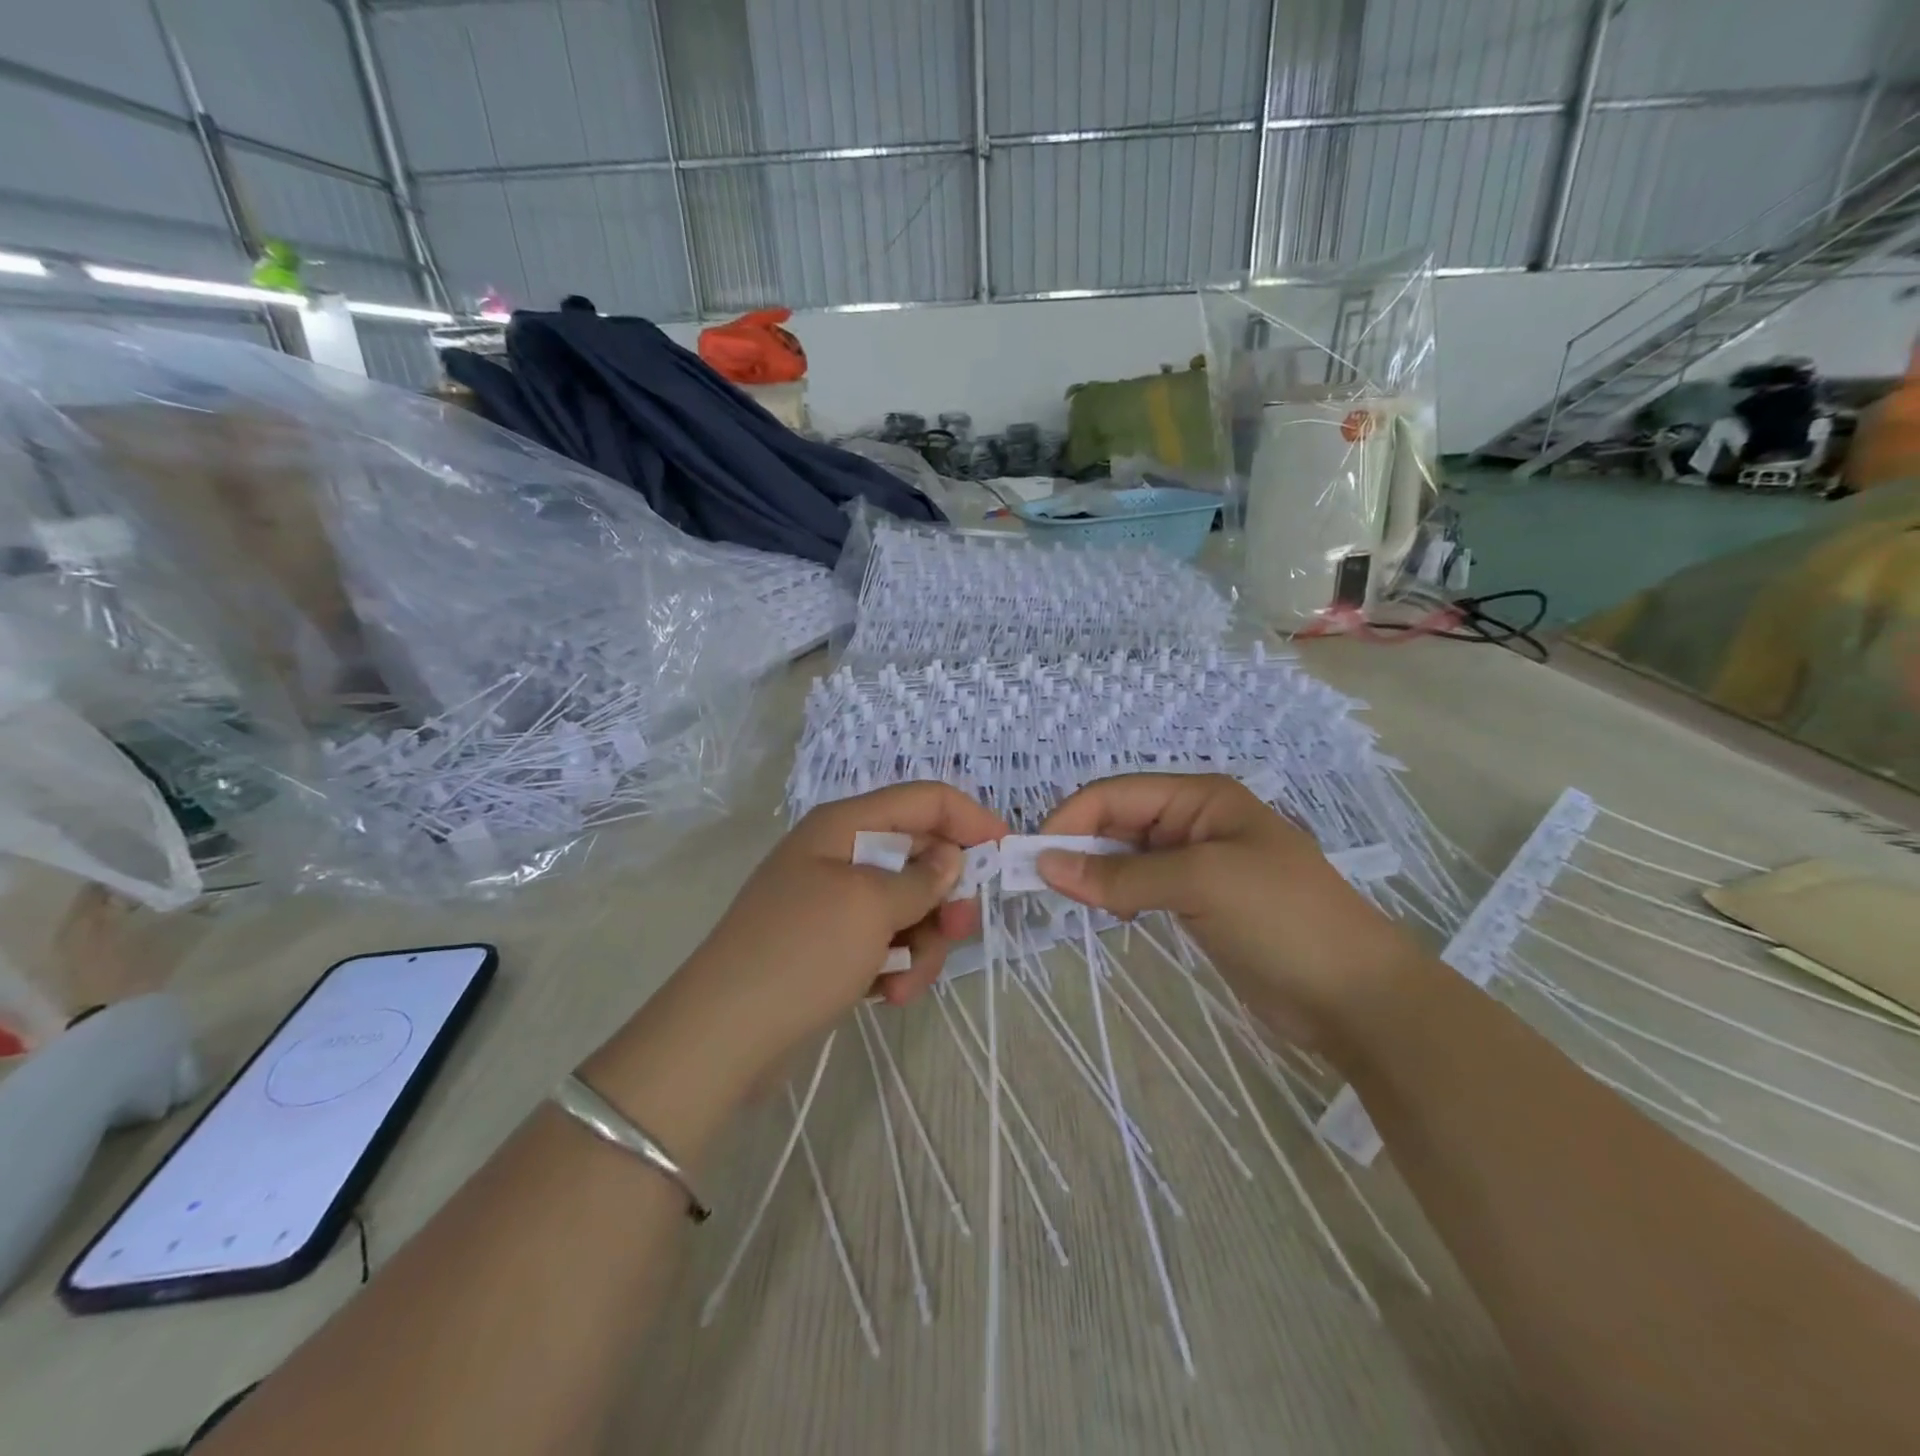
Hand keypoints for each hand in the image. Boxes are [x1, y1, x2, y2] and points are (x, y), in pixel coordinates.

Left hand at [631, 782, 1008, 1099]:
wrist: (723, 1036)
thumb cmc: (801, 953)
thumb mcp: (869, 907)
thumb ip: (921, 878)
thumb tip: (952, 858)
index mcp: (844, 826)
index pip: (923, 799)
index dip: (969, 819)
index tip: (1005, 855)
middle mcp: (840, 854)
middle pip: (920, 856)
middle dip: (945, 896)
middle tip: (958, 931)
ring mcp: (835, 902)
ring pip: (909, 905)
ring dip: (922, 943)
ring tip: (906, 981)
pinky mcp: (833, 945)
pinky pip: (886, 941)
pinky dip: (897, 965)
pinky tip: (889, 995)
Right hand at [1036, 773, 1419, 1045]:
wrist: (1355, 994)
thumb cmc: (1281, 918)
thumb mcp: (1200, 883)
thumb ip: (1121, 875)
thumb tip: (1046, 864)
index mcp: (1199, 797)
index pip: (1116, 794)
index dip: (1071, 818)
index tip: (1034, 858)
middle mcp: (1194, 821)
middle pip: (1117, 821)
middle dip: (1078, 846)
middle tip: (1043, 885)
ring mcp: (1197, 863)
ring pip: (1125, 856)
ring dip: (1095, 873)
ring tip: (1074, 902)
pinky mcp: (1198, 902)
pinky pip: (1142, 886)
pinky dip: (1117, 896)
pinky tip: (1110, 915)